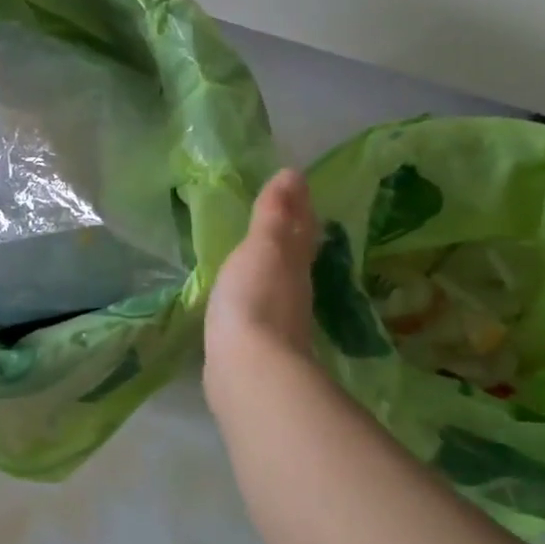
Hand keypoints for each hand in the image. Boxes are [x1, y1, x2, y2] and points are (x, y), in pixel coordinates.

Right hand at [204, 168, 320, 409]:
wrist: (248, 369)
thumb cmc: (254, 298)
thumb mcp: (263, 248)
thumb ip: (274, 215)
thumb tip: (293, 174)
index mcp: (294, 263)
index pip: (301, 227)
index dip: (299, 205)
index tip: (296, 183)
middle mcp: (292, 289)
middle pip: (296, 254)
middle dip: (292, 232)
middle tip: (285, 210)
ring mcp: (276, 320)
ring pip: (279, 280)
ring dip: (274, 263)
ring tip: (262, 249)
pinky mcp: (256, 344)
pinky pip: (258, 304)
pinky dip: (254, 291)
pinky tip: (243, 294)